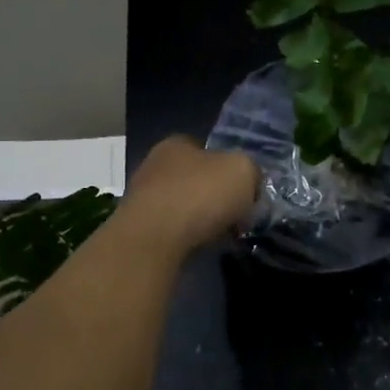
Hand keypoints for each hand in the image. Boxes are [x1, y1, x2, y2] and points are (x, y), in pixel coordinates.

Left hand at [119, 136, 259, 257]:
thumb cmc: (199, 195)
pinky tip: (198, 246)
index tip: (244, 193)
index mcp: (177, 143)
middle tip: (235, 217)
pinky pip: (173, 229)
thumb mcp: (243, 171)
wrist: (154, 240)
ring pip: (184, 206)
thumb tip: (249, 184)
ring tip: (219, 236)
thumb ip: (251, 171)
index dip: (230, 170)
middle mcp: (155, 165)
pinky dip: (187, 236)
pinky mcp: (138, 228)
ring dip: (202, 219)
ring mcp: (142, 197)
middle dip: (216, 197)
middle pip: (196, 179)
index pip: (208, 151)